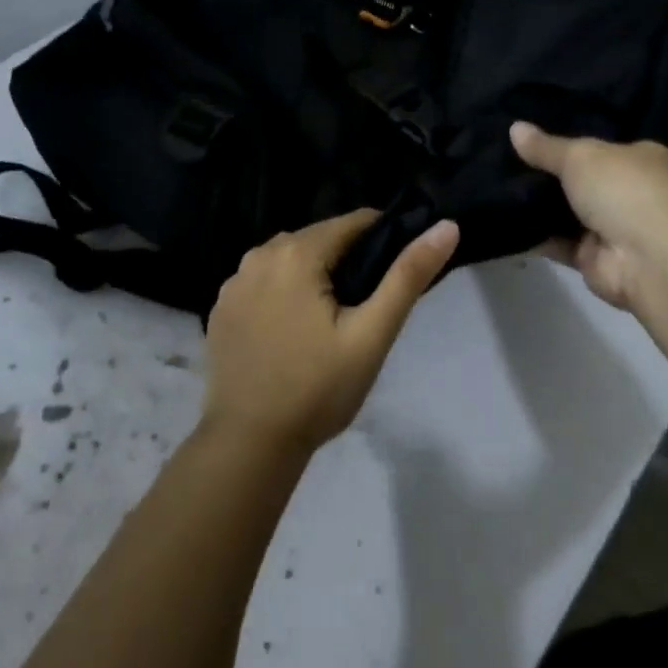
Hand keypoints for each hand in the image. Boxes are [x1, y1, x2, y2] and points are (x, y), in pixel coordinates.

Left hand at [203, 210, 459, 454]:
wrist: (250, 444)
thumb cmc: (318, 388)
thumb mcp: (372, 334)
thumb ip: (408, 276)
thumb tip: (447, 226)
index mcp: (296, 252)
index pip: (353, 223)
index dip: (382, 241)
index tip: (394, 276)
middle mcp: (258, 254)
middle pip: (319, 239)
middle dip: (346, 261)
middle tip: (364, 309)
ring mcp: (233, 282)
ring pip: (289, 259)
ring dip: (313, 276)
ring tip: (331, 322)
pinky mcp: (221, 308)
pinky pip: (263, 282)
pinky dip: (283, 293)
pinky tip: (292, 331)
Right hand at [511, 121, 667, 310]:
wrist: (645, 258)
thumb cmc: (623, 189)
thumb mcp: (580, 155)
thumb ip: (546, 147)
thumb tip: (514, 128)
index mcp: (641, 158)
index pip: (604, 145)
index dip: (571, 139)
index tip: (534, 133)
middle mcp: (630, 192)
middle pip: (582, 179)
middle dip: (548, 173)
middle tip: (505, 158)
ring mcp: (611, 227)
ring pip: (566, 212)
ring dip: (537, 205)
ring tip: (494, 184)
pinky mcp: (592, 258)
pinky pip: (556, 242)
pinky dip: (533, 235)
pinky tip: (501, 219)